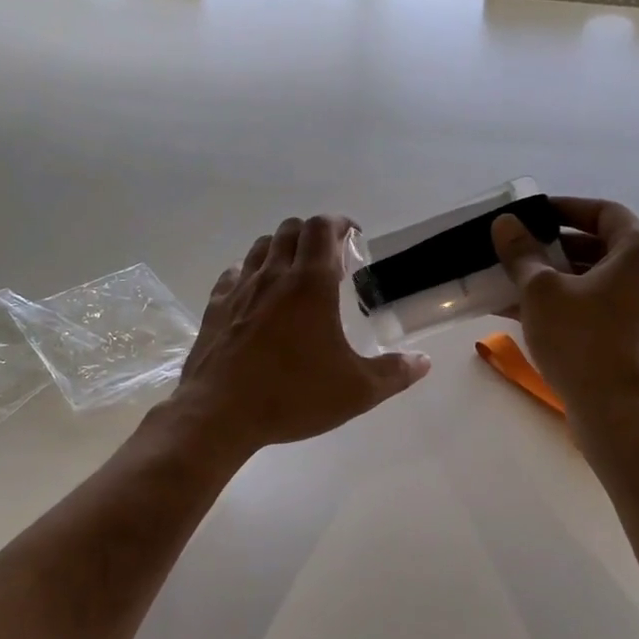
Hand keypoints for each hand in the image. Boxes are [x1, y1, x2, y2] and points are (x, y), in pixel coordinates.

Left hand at [171, 215, 430, 454]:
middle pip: (291, 229)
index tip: (352, 238)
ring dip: (282, 248)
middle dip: (313, 234)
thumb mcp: (356, 391)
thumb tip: (424, 361)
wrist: (219, 414)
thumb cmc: (292, 395)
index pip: (322, 228)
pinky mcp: (215, 306)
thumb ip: (394, 373)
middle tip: (329, 260)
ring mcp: (240, 288)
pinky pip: (234, 273)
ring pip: (261, 246)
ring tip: (295, 273)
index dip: (339, 223)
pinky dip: (251, 272)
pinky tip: (257, 295)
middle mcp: (274, 275)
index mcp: (311, 283)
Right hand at [491, 197, 638, 419]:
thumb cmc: (583, 341)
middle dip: (555, 249)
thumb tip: (505, 224)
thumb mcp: (541, 291)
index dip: (566, 208)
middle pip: (602, 248)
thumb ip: (522, 253)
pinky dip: (573, 305)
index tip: (533, 214)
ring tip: (515, 285)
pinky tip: (530, 317)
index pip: (605, 212)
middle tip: (519, 251)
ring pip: (600, 282)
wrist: (619, 416)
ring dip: (559, 280)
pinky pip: (605, 309)